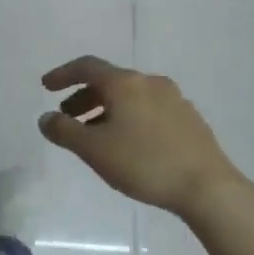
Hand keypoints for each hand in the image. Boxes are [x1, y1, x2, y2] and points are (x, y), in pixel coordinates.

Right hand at [38, 56, 245, 218]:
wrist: (207, 187)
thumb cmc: (143, 163)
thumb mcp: (93, 149)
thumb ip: (63, 131)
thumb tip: (46, 118)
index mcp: (125, 83)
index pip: (86, 67)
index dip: (63, 74)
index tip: (46, 86)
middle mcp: (150, 83)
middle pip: (109, 81)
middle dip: (84, 97)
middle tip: (67, 117)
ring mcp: (174, 99)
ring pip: (129, 96)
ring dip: (105, 109)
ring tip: (95, 135)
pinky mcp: (188, 118)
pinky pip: (148, 109)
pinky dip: (127, 117)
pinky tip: (127, 144)